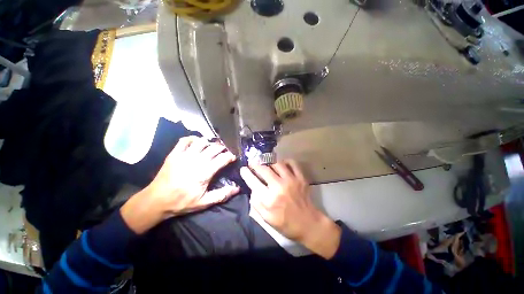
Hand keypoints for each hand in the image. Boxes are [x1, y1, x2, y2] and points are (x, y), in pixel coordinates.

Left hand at [121, 136, 239, 233]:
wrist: (156, 200)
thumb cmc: (182, 202)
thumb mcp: (204, 202)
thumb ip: (222, 194)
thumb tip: (237, 188)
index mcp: (204, 173)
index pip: (222, 159)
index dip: (230, 156)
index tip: (233, 157)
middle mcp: (196, 161)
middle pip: (214, 148)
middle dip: (223, 148)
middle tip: (225, 151)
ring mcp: (184, 155)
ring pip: (202, 142)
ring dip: (209, 142)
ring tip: (212, 147)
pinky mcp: (174, 154)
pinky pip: (185, 140)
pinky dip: (192, 139)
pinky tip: (197, 142)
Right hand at [240, 160, 340, 258]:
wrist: (308, 224)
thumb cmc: (286, 223)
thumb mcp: (266, 218)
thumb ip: (256, 203)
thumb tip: (253, 188)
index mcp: (269, 199)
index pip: (253, 181)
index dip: (246, 173)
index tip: (243, 169)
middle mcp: (279, 186)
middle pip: (264, 169)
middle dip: (255, 164)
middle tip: (253, 163)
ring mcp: (291, 180)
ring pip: (277, 163)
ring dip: (269, 162)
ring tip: (266, 164)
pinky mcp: (301, 178)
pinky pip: (292, 163)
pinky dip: (285, 161)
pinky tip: (282, 164)